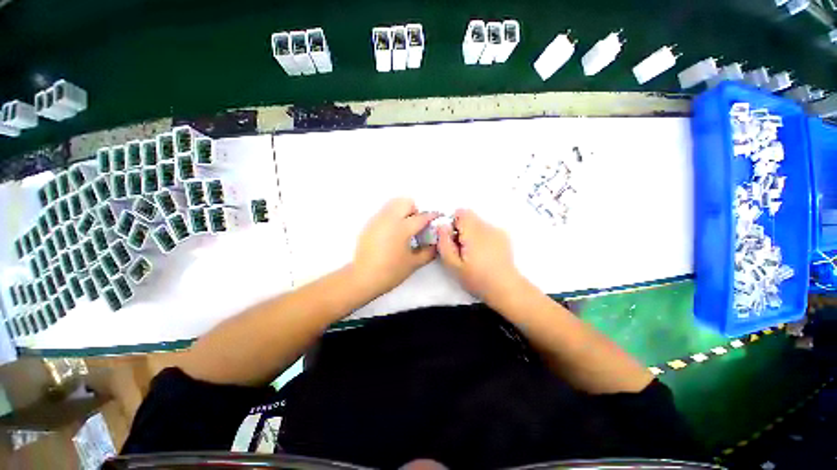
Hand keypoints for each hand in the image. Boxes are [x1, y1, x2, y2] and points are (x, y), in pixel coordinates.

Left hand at [351, 198, 438, 295]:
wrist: (363, 278)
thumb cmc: (390, 272)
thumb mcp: (413, 264)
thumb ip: (428, 253)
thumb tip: (436, 245)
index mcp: (402, 228)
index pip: (421, 217)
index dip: (432, 216)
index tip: (437, 217)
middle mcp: (389, 219)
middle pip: (405, 202)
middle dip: (414, 210)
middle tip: (416, 224)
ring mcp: (377, 220)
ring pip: (392, 205)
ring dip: (402, 212)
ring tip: (404, 228)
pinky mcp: (369, 225)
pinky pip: (383, 213)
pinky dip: (391, 217)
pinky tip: (392, 234)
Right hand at [437, 209, 524, 304]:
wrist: (505, 288)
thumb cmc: (477, 279)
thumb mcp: (453, 265)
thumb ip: (444, 243)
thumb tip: (441, 226)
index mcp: (474, 233)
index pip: (461, 212)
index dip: (453, 223)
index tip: (452, 239)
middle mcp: (487, 227)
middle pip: (469, 216)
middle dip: (461, 228)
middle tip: (461, 248)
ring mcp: (497, 230)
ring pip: (477, 223)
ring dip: (471, 233)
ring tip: (473, 253)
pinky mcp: (503, 236)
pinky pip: (486, 229)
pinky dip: (481, 236)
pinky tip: (484, 253)